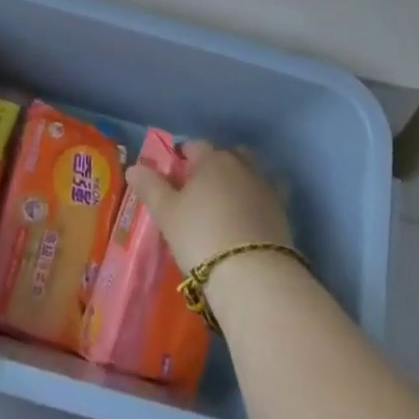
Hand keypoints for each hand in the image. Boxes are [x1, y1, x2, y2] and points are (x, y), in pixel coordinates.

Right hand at [125, 141, 292, 274]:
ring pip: (251, 172)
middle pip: (228, 154)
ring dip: (240, 180)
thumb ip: (150, 187)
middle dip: (215, 165)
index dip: (184, 156)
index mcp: (212, 159)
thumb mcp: (167, 213)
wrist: (253, 273)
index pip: (196, 146)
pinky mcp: (283, 211)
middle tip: (201, 188)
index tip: (175, 171)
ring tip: (226, 203)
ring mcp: (266, 186)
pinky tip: (249, 217)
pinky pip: (268, 196)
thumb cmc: (201, 235)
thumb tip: (134, 167)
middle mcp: (242, 165)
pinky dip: (258, 200)